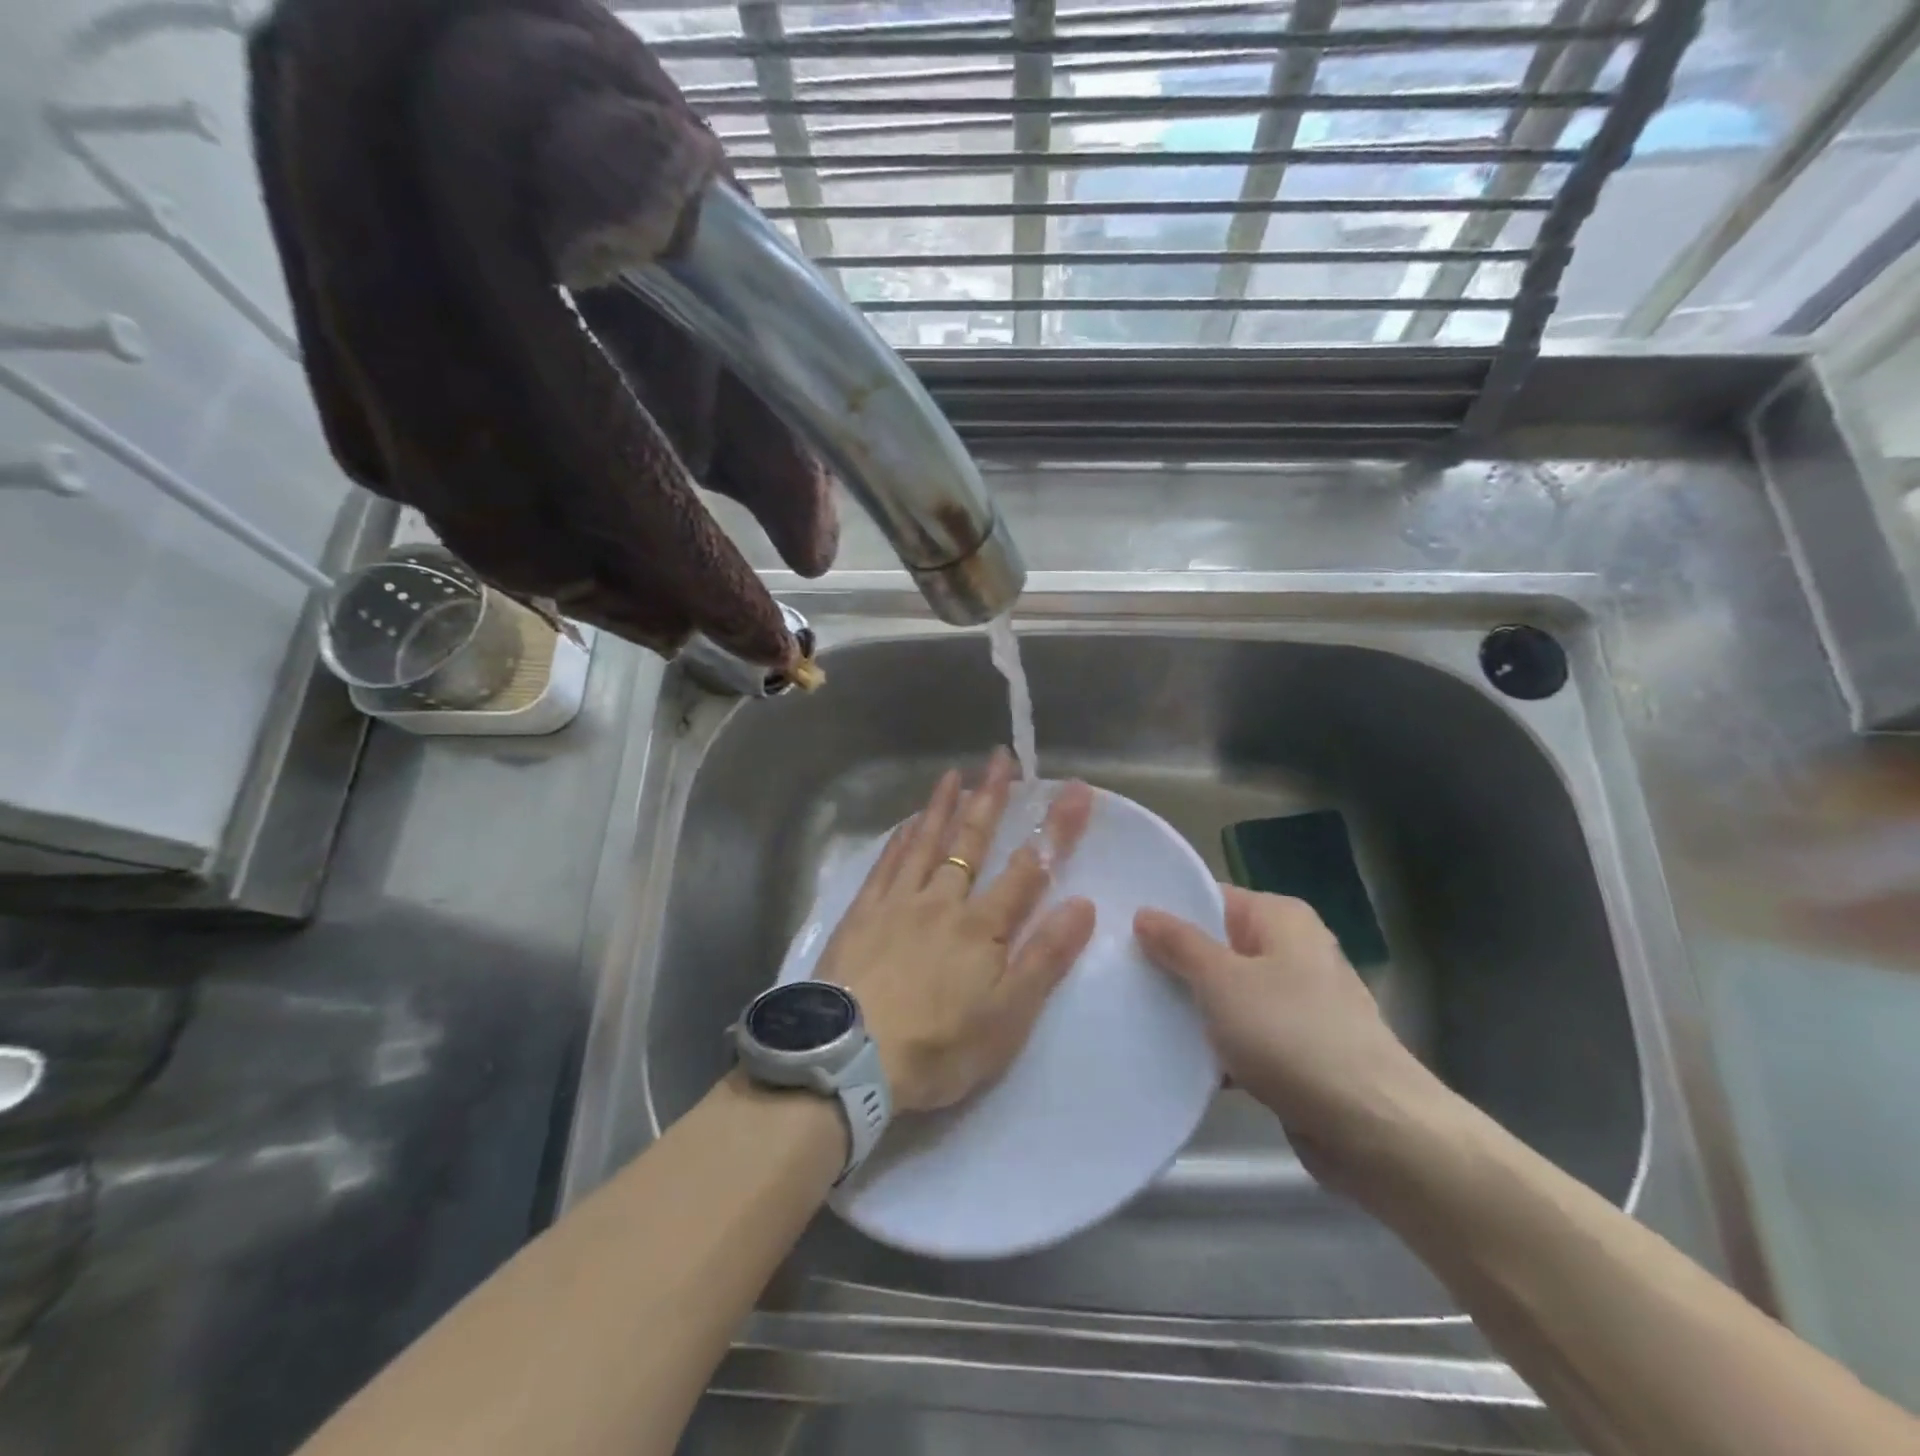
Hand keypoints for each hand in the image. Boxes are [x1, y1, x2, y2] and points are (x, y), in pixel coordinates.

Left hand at [818, 751, 1096, 1113]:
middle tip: (1001, 758)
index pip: (1028, 869)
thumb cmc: (940, 1046)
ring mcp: (897, 903)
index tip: (1074, 791)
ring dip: (942, 806)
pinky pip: (885, 864)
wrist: (851, 1058)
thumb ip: (1045, 958)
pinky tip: (907, 822)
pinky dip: (900, 838)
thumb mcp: (1009, 1016)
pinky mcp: (862, 914)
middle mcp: (942, 901)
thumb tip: (1083, 904)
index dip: (1055, 829)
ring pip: (925, 843)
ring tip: (954, 773)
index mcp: (982, 927)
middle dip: (991, 798)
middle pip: (971, 842)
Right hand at [1135, 888, 1443, 1190]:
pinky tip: (1172, 1057)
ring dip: (1189, 1008)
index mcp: (1280, 919)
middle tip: (1116, 971)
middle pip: (1216, 946)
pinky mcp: (1296, 1049)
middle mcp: (1292, 952)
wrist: (1372, 1129)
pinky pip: (1242, 1034)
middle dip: (1171, 962)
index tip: (1118, 928)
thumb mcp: (1221, 981)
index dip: (1166, 911)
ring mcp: (1296, 1003)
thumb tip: (1144, 912)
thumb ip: (1178, 944)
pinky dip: (1214, 1044)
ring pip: (1226, 994)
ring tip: (1132, 1012)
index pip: (1210, 898)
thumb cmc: (1291, 1036)